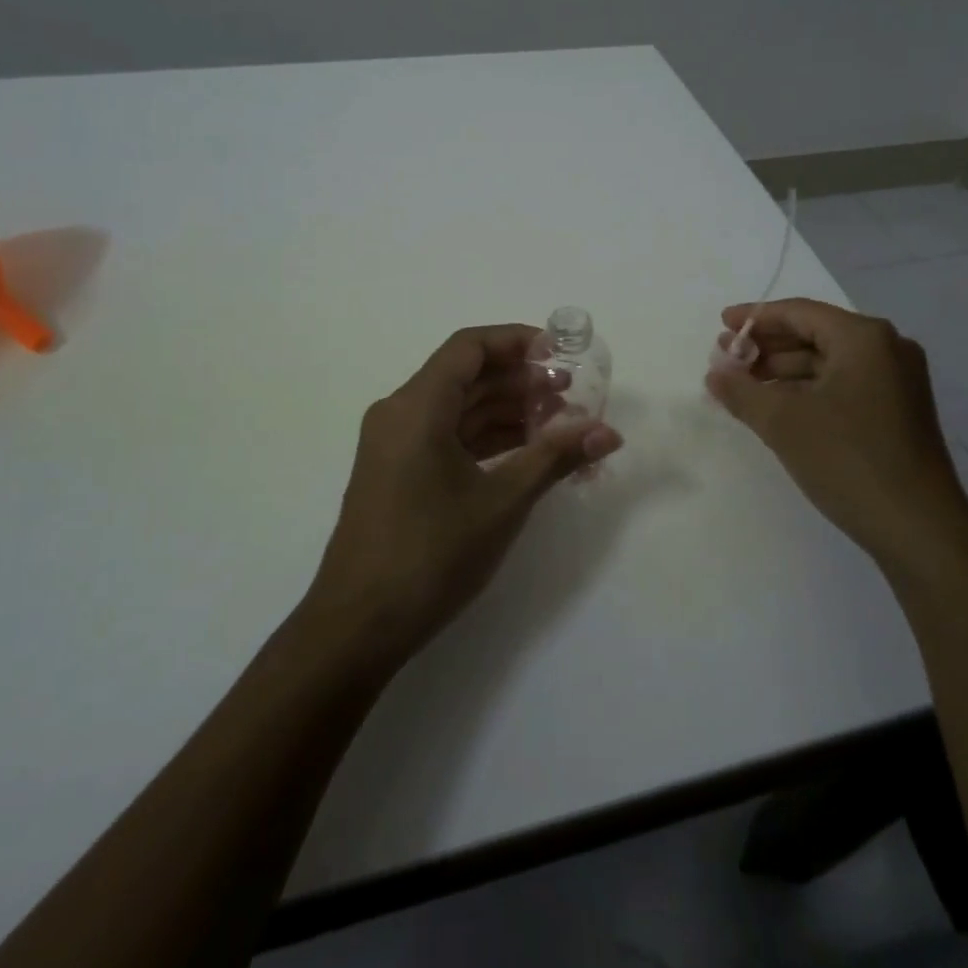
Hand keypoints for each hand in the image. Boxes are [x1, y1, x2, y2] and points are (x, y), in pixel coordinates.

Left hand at [303, 324, 622, 669]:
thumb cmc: (431, 553)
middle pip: (466, 376)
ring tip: (559, 424)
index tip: (560, 353)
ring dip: (506, 411)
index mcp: (417, 406)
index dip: (516, 341)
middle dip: (520, 380)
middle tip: (572, 395)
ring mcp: (395, 445)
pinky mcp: (398, 473)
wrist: (358, 626)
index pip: (469, 347)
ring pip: (458, 409)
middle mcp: (401, 413)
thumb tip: (608, 433)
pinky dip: (485, 438)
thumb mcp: (502, 502)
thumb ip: (555, 458)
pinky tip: (526, 452)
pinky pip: (446, 437)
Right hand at [707, 299, 967, 570]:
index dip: (756, 317)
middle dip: (768, 346)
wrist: (919, 530)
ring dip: (784, 370)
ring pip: (828, 362)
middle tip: (727, 359)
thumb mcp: (782, 421)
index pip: (799, 313)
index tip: (723, 326)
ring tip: (744, 386)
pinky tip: (778, 406)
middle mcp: (887, 349)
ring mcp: (897, 382)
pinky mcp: (898, 411)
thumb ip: (741, 391)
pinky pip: (843, 384)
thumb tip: (715, 374)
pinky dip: (807, 390)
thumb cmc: (848, 460)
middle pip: (815, 334)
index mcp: (864, 338)